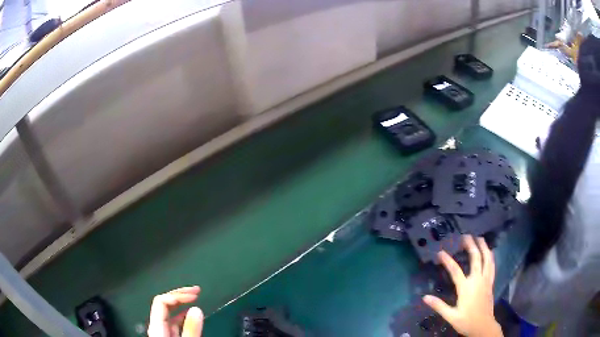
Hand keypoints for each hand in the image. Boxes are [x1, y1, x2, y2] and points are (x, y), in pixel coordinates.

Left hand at [148, 286, 203, 336]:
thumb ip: (190, 328)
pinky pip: (173, 321)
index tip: (195, 294)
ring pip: (169, 312)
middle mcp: (156, 326)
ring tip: (195, 298)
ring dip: (182, 303)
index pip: (162, 300)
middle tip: (196, 289)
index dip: (178, 294)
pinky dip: (182, 315)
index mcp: (156, 326)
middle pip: (164, 303)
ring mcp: (161, 330)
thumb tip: (197, 309)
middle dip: (180, 294)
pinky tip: (189, 314)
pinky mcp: (167, 335)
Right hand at [423, 235, 502, 336]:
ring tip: (479, 238)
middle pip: (475, 258)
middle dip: (471, 245)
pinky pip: (492, 266)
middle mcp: (477, 280)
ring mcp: (486, 280)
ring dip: (483, 247)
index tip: (440, 252)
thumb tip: (425, 297)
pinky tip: (490, 252)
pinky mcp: (490, 282)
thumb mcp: (451, 316)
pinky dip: (490, 256)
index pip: (455, 270)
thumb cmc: (466, 321)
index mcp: (466, 288)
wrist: (483, 326)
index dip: (447, 260)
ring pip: (487, 259)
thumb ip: (439, 306)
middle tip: (466, 236)